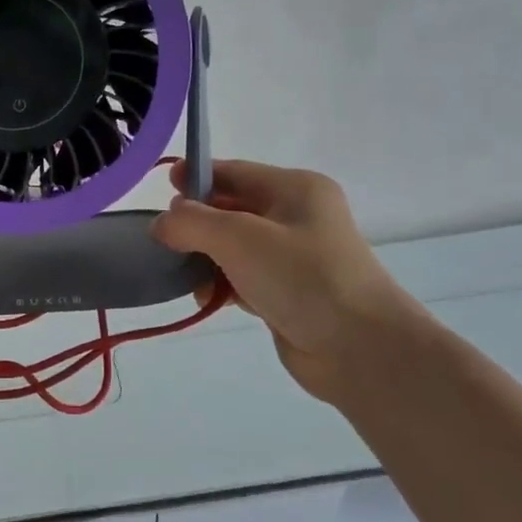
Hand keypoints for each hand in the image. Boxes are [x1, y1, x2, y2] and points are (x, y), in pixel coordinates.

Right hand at [152, 160, 425, 401]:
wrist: (360, 349)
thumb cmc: (302, 277)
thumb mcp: (239, 238)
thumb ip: (192, 223)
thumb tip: (162, 224)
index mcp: (295, 189)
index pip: (235, 172)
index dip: (196, 176)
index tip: (161, 185)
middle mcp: (297, 217)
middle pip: (232, 209)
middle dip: (197, 222)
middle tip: (163, 237)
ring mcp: (295, 258)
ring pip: (234, 247)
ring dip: (206, 257)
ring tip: (182, 274)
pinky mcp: (288, 293)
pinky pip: (243, 278)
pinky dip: (222, 284)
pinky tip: (204, 298)